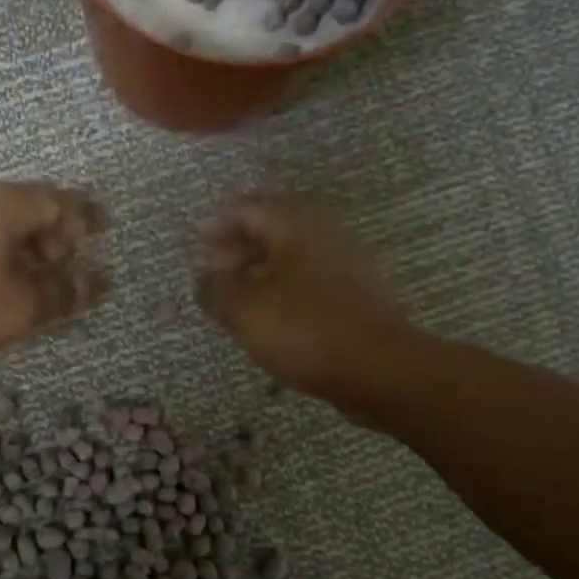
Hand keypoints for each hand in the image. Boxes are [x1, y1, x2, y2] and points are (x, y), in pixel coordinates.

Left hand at [0, 182, 107, 362]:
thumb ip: (60, 294)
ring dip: (26, 250)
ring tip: (33, 287)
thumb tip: (94, 284)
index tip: (88, 256)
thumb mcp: (17, 308)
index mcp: (4, 203)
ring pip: (1, 223)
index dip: (81, 225)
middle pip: (30, 207)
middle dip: (54, 237)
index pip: (58, 200)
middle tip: (62, 272)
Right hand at [195, 197, 407, 399]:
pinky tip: (267, 316)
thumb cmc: (306, 331)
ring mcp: (344, 267)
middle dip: (238, 246)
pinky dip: (281, 290)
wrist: (380, 369)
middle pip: (273, 230)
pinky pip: (307, 282)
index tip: (197, 241)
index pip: (249, 209)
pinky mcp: (353, 297)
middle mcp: (323, 237)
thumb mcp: (247, 311)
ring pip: (291, 258)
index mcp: (296, 228)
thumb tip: (203, 277)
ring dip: (259, 270)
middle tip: (212, 268)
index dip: (219, 223)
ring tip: (234, 295)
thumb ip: (217, 290)